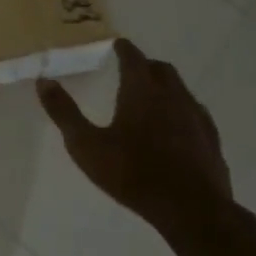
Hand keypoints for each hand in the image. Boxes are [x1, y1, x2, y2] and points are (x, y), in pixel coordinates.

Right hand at [36, 38, 234, 244]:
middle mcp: (172, 95)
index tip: (116, 45)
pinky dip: (182, 111)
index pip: (133, 57)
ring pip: (181, 90)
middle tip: (130, 71)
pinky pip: (196, 114)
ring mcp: (196, 117)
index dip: (123, 48)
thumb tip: (43, 81)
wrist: (193, 211)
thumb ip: (64, 112)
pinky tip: (176, 128)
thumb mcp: (87, 146)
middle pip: (160, 69)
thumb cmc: (134, 174)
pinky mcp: (211, 140)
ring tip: (150, 99)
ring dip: (165, 87)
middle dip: (145, 65)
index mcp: (141, 90)